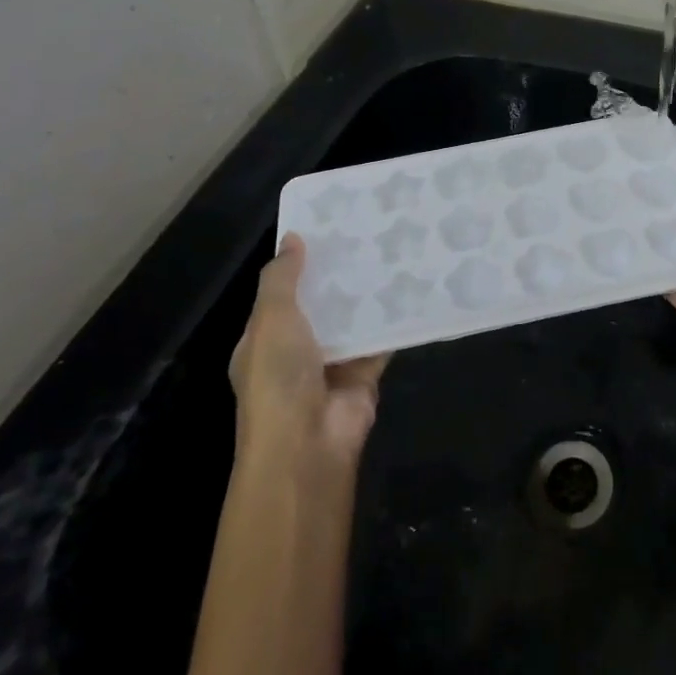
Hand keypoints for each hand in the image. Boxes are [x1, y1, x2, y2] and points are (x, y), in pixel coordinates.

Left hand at [229, 233, 389, 469]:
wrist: (307, 445)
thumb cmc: (278, 378)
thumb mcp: (270, 320)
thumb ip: (281, 279)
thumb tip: (292, 238)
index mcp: (264, 340)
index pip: (281, 294)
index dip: (299, 264)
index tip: (327, 229)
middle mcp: (296, 351)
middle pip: (320, 305)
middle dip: (340, 275)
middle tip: (367, 232)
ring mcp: (331, 365)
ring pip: (352, 320)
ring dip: (368, 294)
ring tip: (393, 249)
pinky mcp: (364, 375)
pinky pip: (380, 340)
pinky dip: (393, 320)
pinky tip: (411, 287)